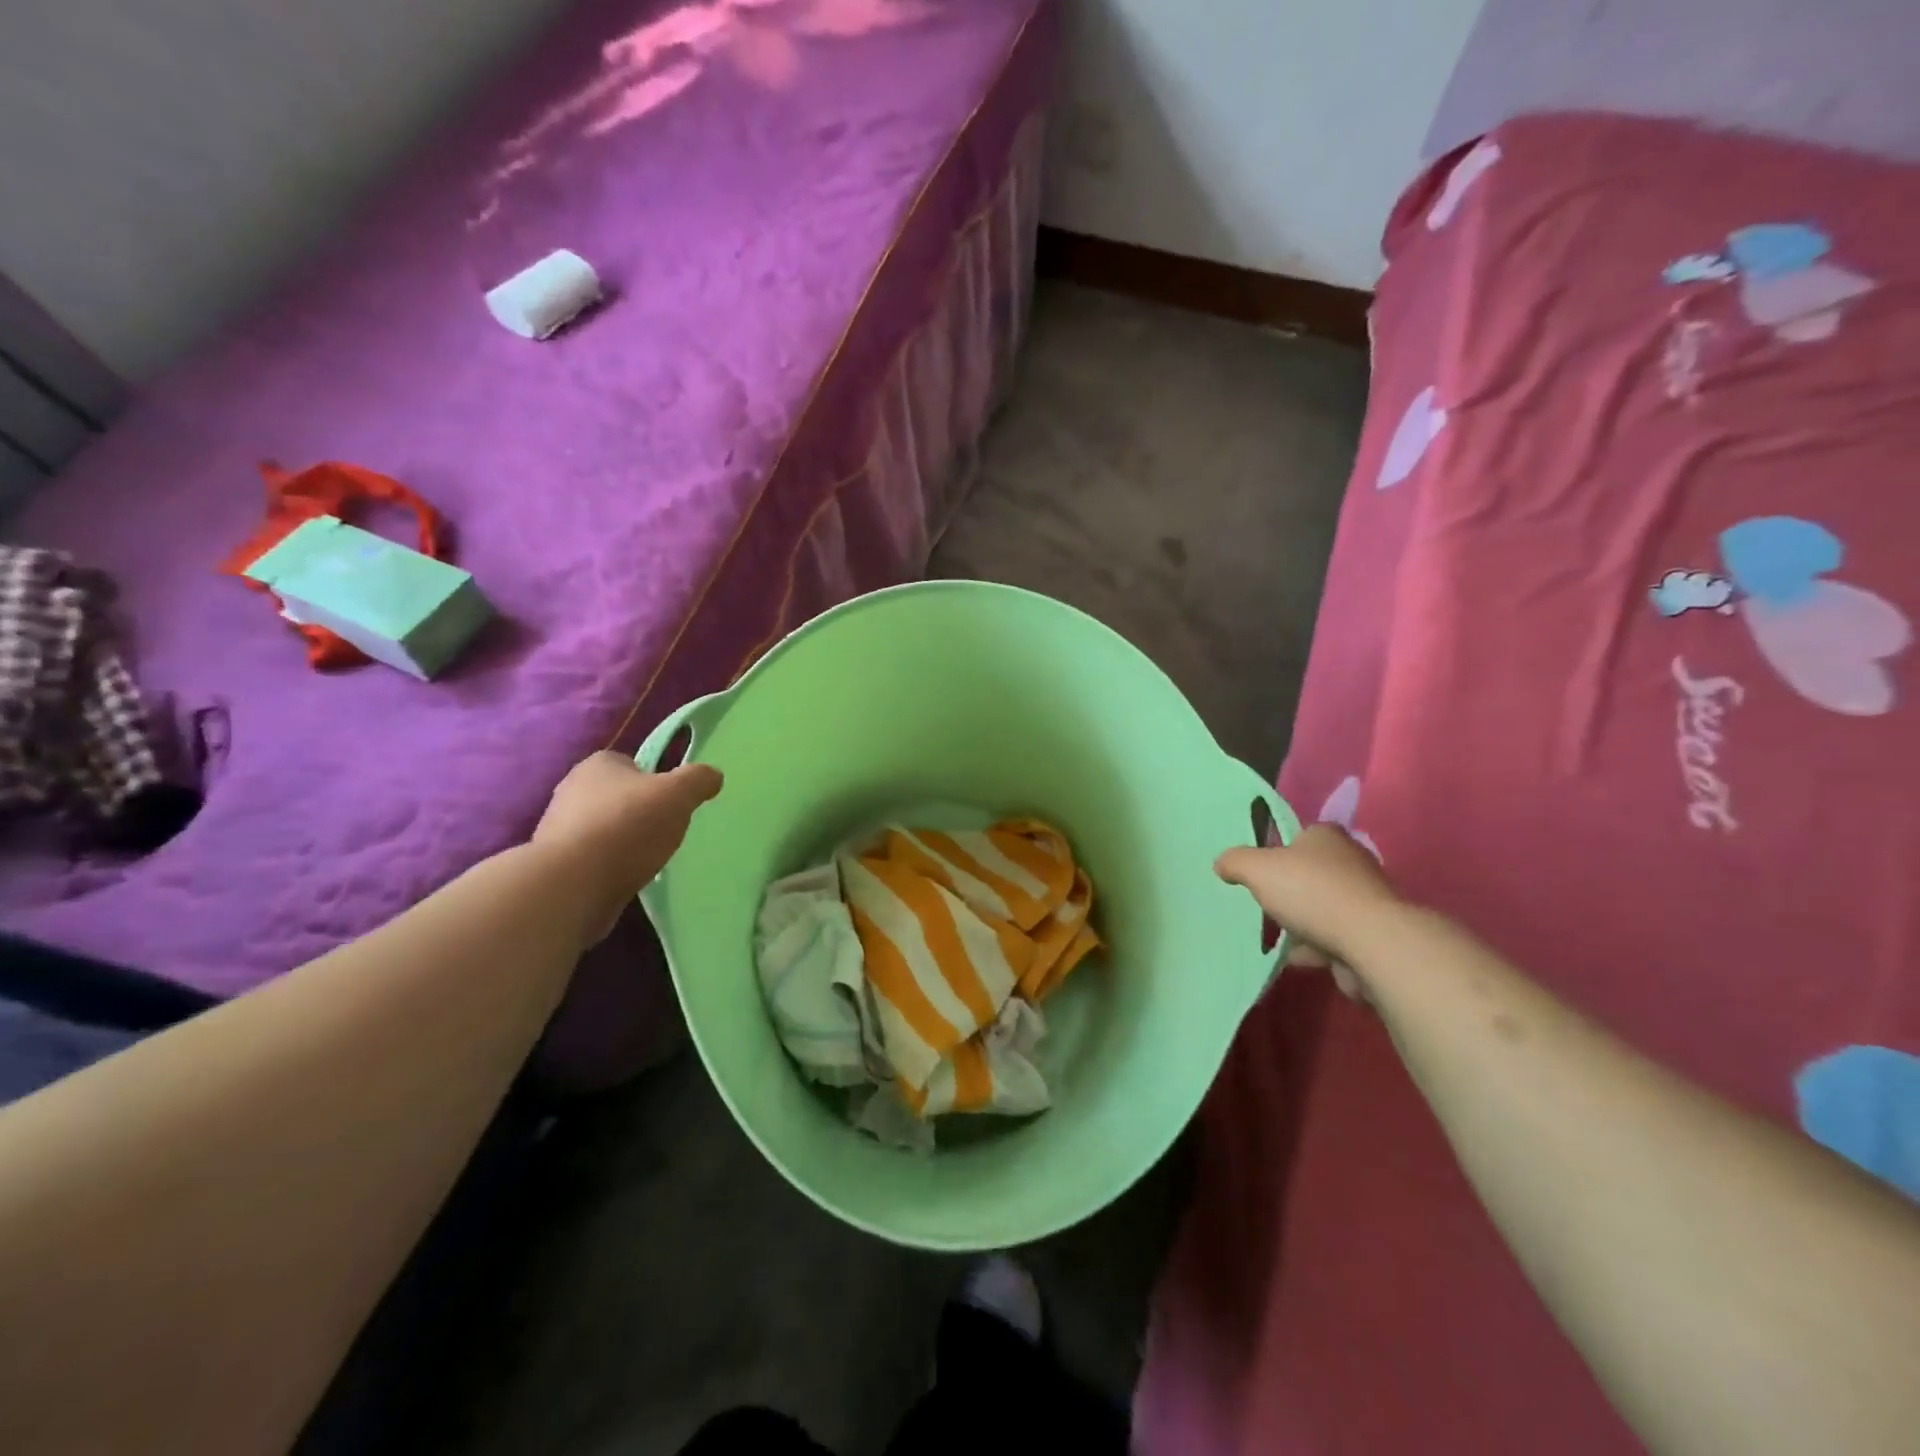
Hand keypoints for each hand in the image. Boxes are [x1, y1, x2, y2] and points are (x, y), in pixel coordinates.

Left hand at [531, 752, 722, 945]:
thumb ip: (698, 780)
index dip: (655, 780)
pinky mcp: (555, 864)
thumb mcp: (678, 794)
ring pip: (603, 828)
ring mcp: (558, 828)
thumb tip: (713, 776)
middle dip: (638, 812)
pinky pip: (591, 858)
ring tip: (645, 860)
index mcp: (598, 764)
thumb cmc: (628, 827)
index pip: (632, 763)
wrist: (572, 885)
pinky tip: (622, 878)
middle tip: (663, 831)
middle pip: (618, 796)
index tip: (670, 802)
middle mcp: (572, 789)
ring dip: (622, 841)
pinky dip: (608, 866)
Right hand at [1216, 825, 1400, 999]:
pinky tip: (1304, 959)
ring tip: (1285, 939)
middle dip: (1294, 891)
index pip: (1303, 835)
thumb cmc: (1310, 893)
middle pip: (1315, 873)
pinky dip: (1322, 947)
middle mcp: (1353, 860)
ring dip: (1307, 923)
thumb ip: (1235, 862)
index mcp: (1327, 836)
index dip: (1282, 851)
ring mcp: (1368, 898)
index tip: (1265, 871)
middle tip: (1271, 905)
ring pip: (1327, 907)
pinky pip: (1340, 936)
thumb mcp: (1257, 869)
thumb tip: (1222, 864)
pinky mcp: (1377, 932)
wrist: (1370, 941)